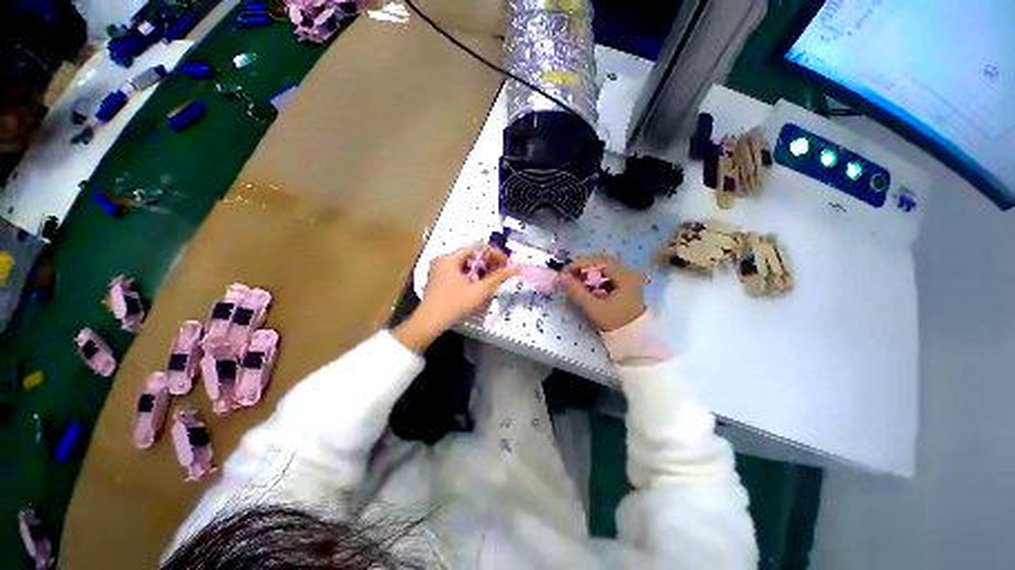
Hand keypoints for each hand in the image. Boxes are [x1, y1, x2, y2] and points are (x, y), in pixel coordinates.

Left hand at [395, 246, 517, 351]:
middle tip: (501, 272)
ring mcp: (439, 271)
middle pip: (470, 256)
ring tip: (492, 280)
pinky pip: (458, 273)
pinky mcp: (439, 281)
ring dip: (480, 271)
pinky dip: (470, 277)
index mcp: (449, 258)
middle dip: (488, 263)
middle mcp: (443, 260)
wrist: (429, 323)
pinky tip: (478, 286)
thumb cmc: (455, 304)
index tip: (506, 263)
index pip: (476, 248)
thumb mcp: (479, 290)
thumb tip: (517, 267)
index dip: (494, 254)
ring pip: (465, 265)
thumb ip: (498, 277)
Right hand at [561, 255, 645, 331]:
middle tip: (568, 273)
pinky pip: (608, 273)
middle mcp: (629, 272)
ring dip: (589, 270)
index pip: (600, 261)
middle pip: (602, 261)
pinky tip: (586, 283)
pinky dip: (595, 275)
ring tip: (575, 278)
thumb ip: (577, 291)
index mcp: (625, 276)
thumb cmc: (615, 322)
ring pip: (605, 267)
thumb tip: (562, 277)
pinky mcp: (625, 283)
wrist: (634, 337)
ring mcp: (628, 277)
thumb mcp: (594, 308)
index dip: (581, 263)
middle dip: (583, 266)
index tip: (565, 270)